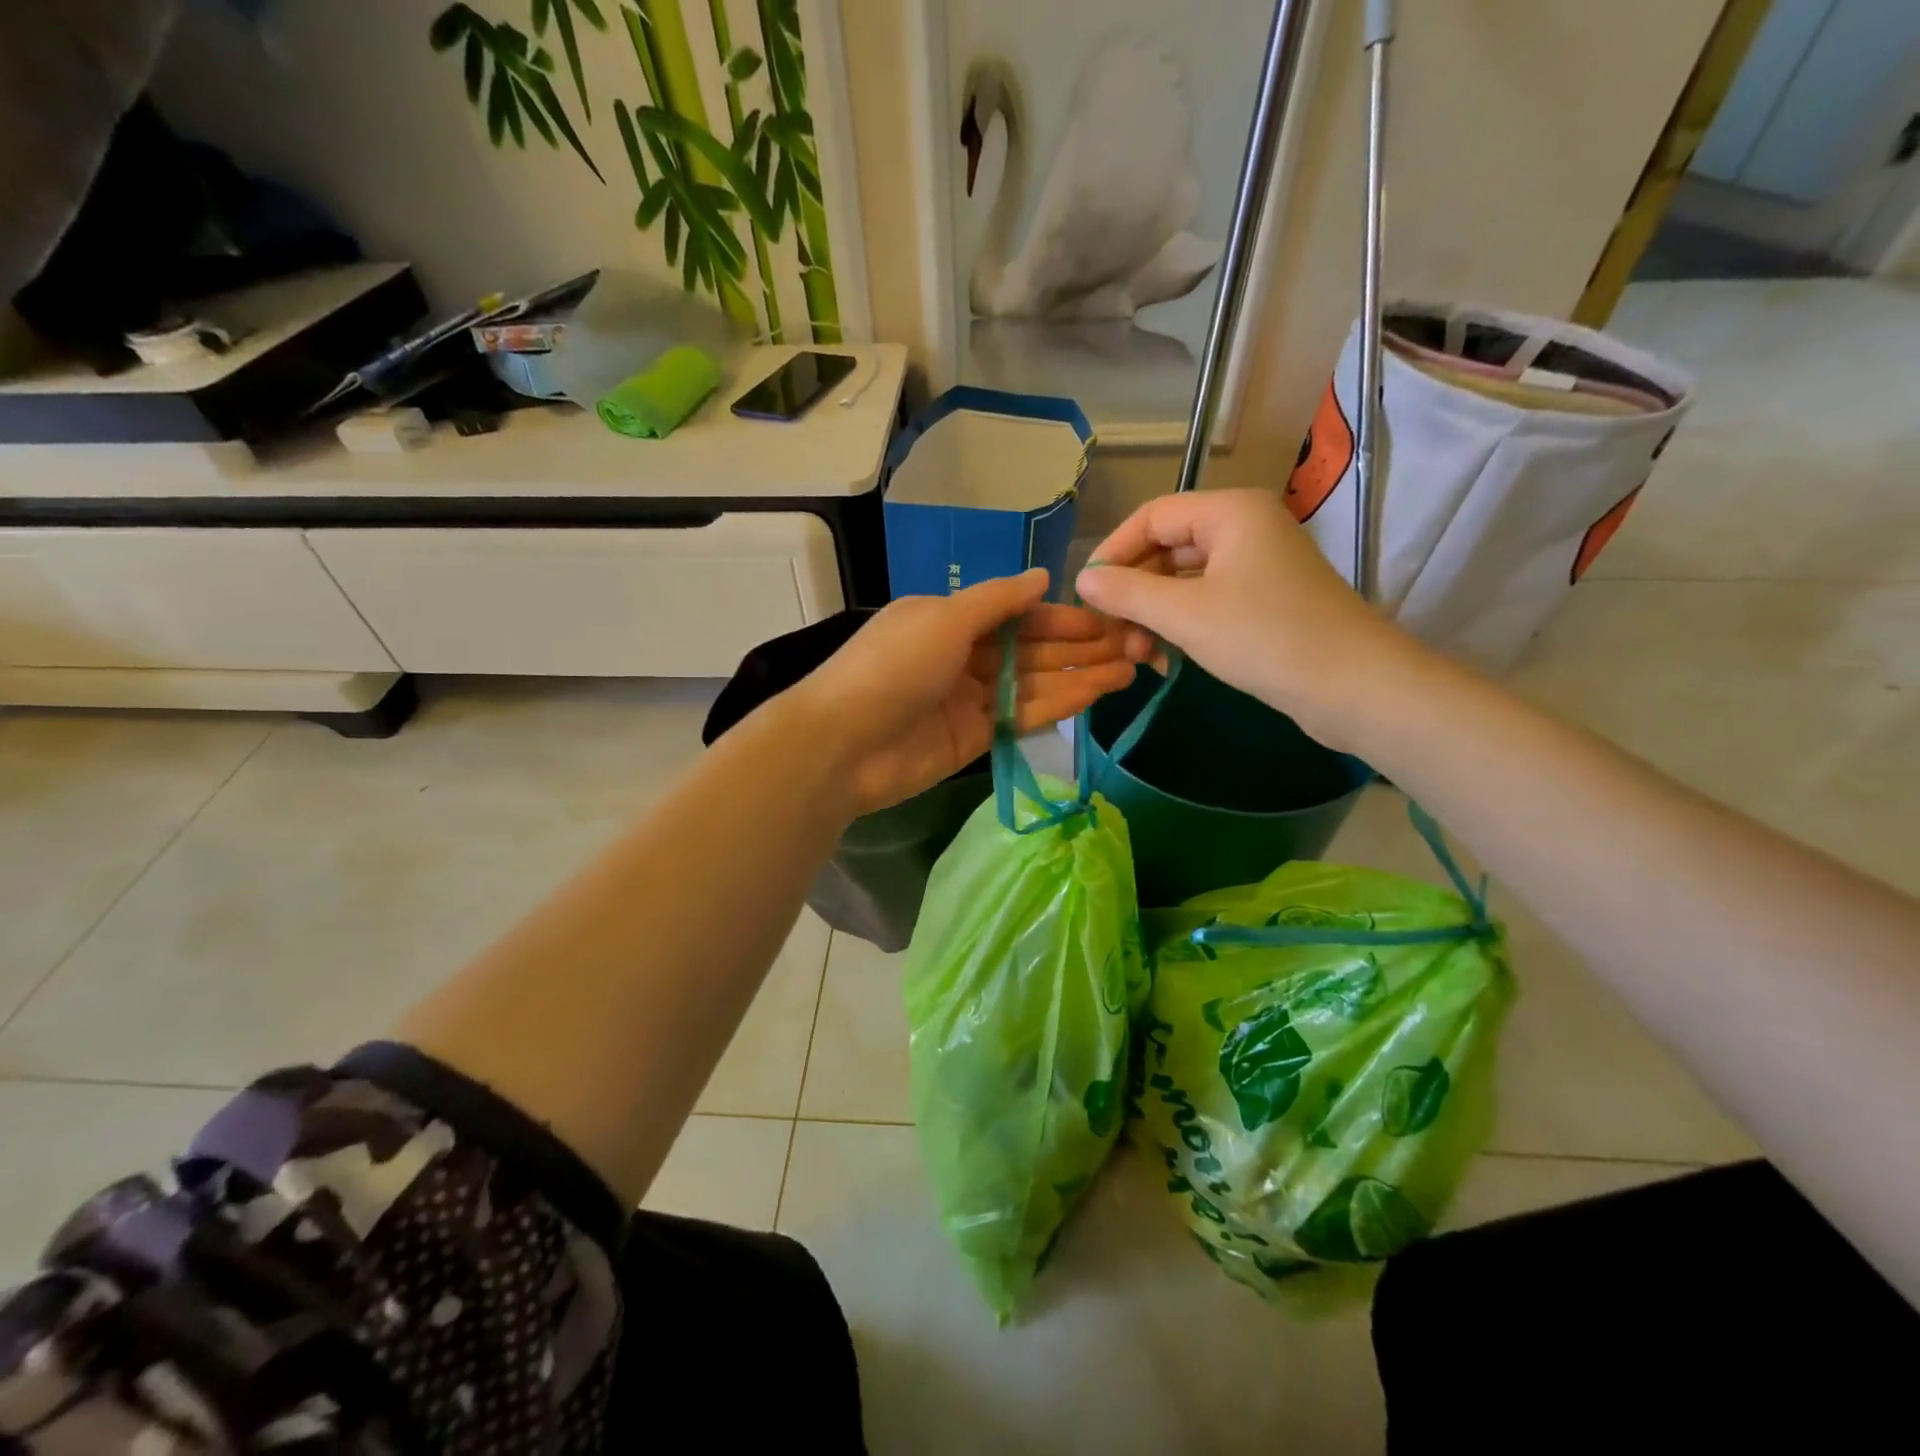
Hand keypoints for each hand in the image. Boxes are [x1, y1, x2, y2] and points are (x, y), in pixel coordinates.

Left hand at [794, 569, 1137, 814]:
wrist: (846, 744)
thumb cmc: (893, 666)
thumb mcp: (944, 618)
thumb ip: (997, 601)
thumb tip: (1042, 577)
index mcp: (950, 619)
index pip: (1017, 614)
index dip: (1060, 616)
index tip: (1106, 617)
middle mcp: (963, 656)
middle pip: (1030, 649)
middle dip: (1079, 647)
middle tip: (1133, 645)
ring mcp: (970, 699)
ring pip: (1033, 683)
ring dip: (1079, 676)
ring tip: (1129, 670)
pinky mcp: (975, 737)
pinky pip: (1022, 717)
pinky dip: (1057, 706)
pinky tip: (1095, 695)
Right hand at [1074, 489, 1421, 749]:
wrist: (1354, 687)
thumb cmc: (1265, 638)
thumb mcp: (1185, 615)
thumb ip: (1127, 592)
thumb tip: (1082, 579)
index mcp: (1230, 512)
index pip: (1151, 517)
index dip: (1113, 552)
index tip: (1086, 594)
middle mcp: (1245, 528)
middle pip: (1167, 548)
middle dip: (1134, 592)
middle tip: (1111, 634)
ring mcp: (1259, 565)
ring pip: (1185, 580)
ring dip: (1154, 615)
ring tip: (1137, 655)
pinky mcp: (1266, 600)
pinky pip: (1208, 601)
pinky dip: (1181, 625)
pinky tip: (1164, 659)